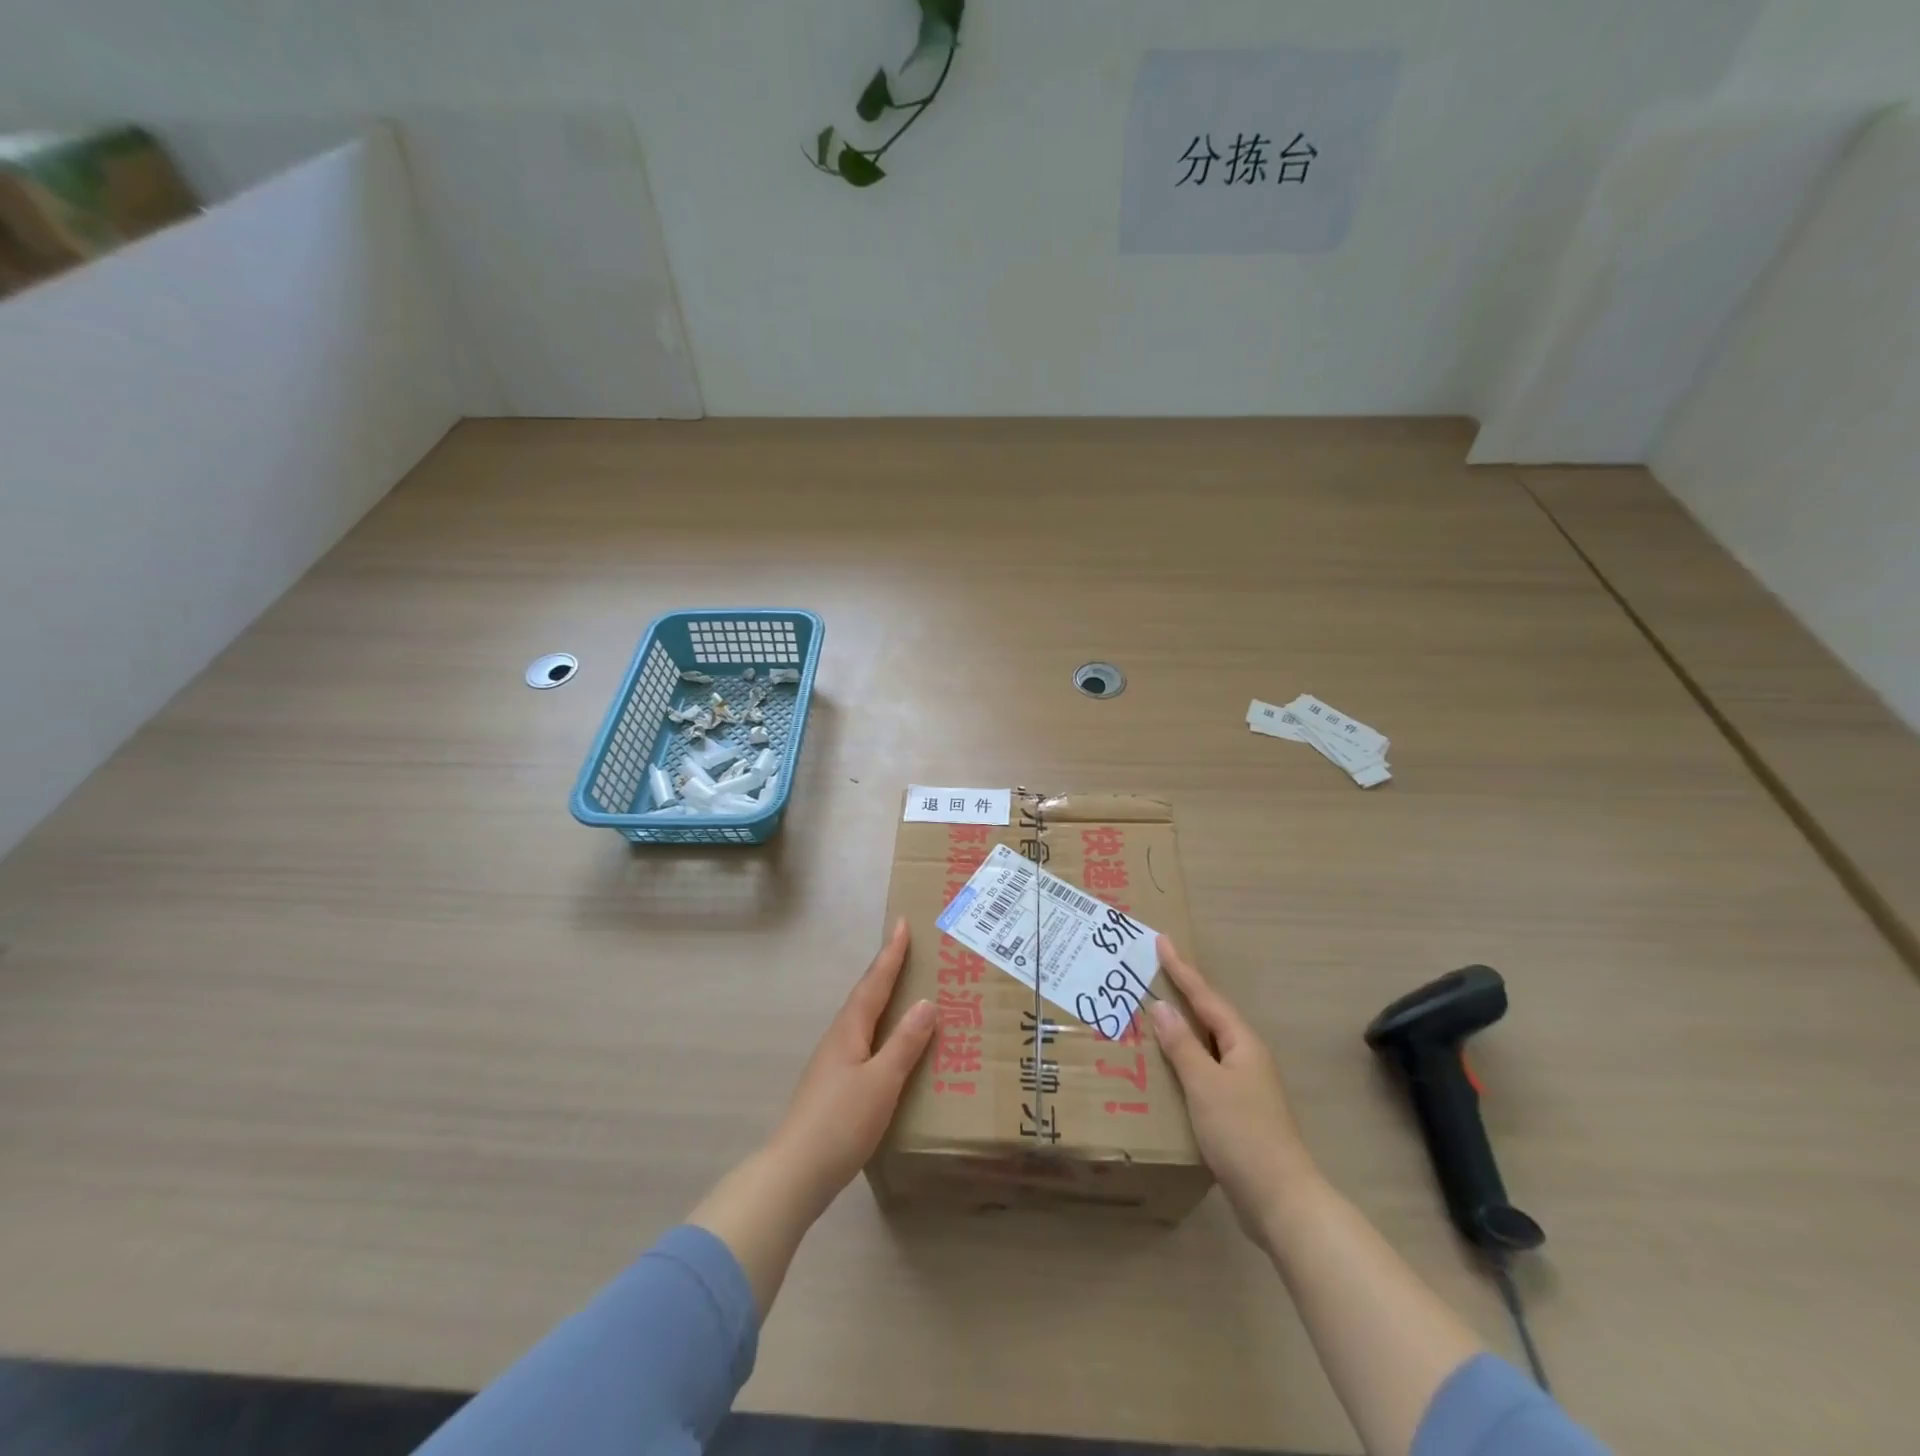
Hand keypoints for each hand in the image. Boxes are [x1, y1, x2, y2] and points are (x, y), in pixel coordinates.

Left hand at [766, 918, 935, 1210]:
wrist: (795, 1174)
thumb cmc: (841, 1122)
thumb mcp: (881, 1081)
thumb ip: (904, 1044)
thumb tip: (926, 1003)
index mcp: (849, 1030)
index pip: (875, 983)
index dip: (890, 954)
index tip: (902, 923)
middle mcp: (838, 1039)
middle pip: (866, 996)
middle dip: (886, 971)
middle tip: (908, 949)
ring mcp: (833, 1063)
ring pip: (863, 1019)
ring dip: (884, 999)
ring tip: (905, 991)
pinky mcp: (834, 1086)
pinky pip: (864, 1042)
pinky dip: (881, 1030)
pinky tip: (891, 1046)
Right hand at [1150, 935, 1320, 1243]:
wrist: (1280, 1200)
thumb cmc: (1242, 1133)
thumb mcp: (1206, 1084)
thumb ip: (1182, 1044)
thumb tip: (1161, 1006)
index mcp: (1242, 1043)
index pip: (1205, 997)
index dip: (1182, 969)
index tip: (1162, 941)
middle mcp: (1245, 1057)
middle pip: (1209, 1015)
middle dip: (1183, 992)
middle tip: (1153, 970)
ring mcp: (1243, 1085)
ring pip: (1206, 1043)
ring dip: (1181, 1026)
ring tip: (1152, 1011)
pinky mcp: (1236, 1110)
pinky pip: (1204, 1069)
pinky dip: (1183, 1058)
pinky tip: (1165, 1065)